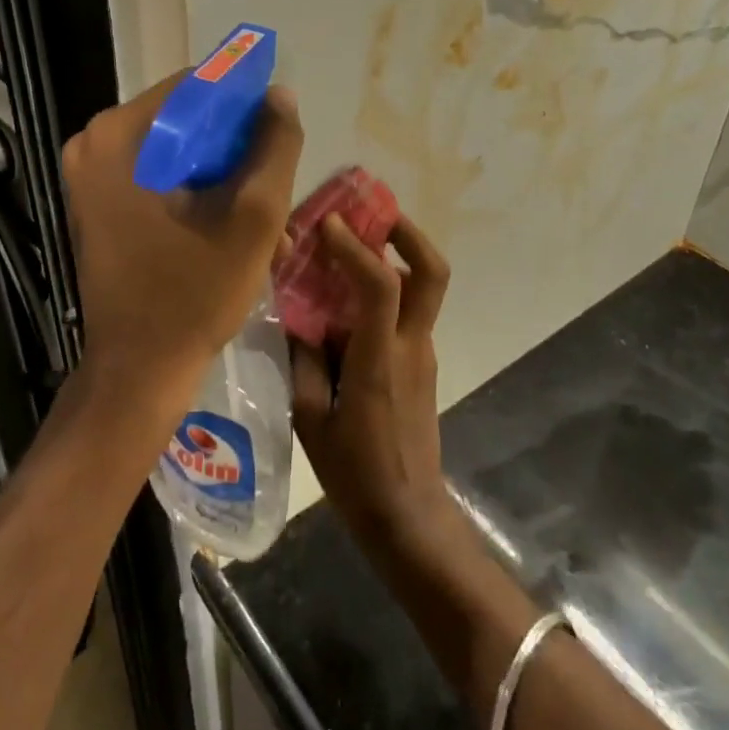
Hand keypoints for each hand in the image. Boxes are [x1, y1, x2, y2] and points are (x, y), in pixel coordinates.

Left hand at [61, 73, 303, 428]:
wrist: (139, 372)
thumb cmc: (193, 294)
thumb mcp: (253, 217)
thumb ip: (275, 147)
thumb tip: (280, 95)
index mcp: (117, 137)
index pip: (195, 87)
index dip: (245, 106)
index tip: (278, 139)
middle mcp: (94, 145)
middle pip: (186, 122)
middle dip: (237, 153)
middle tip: (274, 187)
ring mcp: (93, 177)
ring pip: (179, 153)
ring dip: (226, 180)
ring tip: (269, 219)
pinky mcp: (101, 205)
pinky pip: (162, 178)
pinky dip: (201, 196)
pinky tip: (238, 231)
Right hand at [290, 214, 461, 559]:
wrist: (408, 517)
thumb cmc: (354, 473)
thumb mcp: (312, 418)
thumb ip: (304, 359)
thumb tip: (296, 311)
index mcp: (381, 360)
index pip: (381, 286)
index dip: (356, 248)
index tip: (326, 223)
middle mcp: (411, 345)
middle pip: (432, 272)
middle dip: (407, 232)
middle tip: (372, 212)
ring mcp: (422, 352)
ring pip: (423, 287)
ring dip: (396, 254)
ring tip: (354, 241)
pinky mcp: (422, 363)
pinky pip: (409, 310)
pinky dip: (387, 287)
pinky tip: (349, 296)